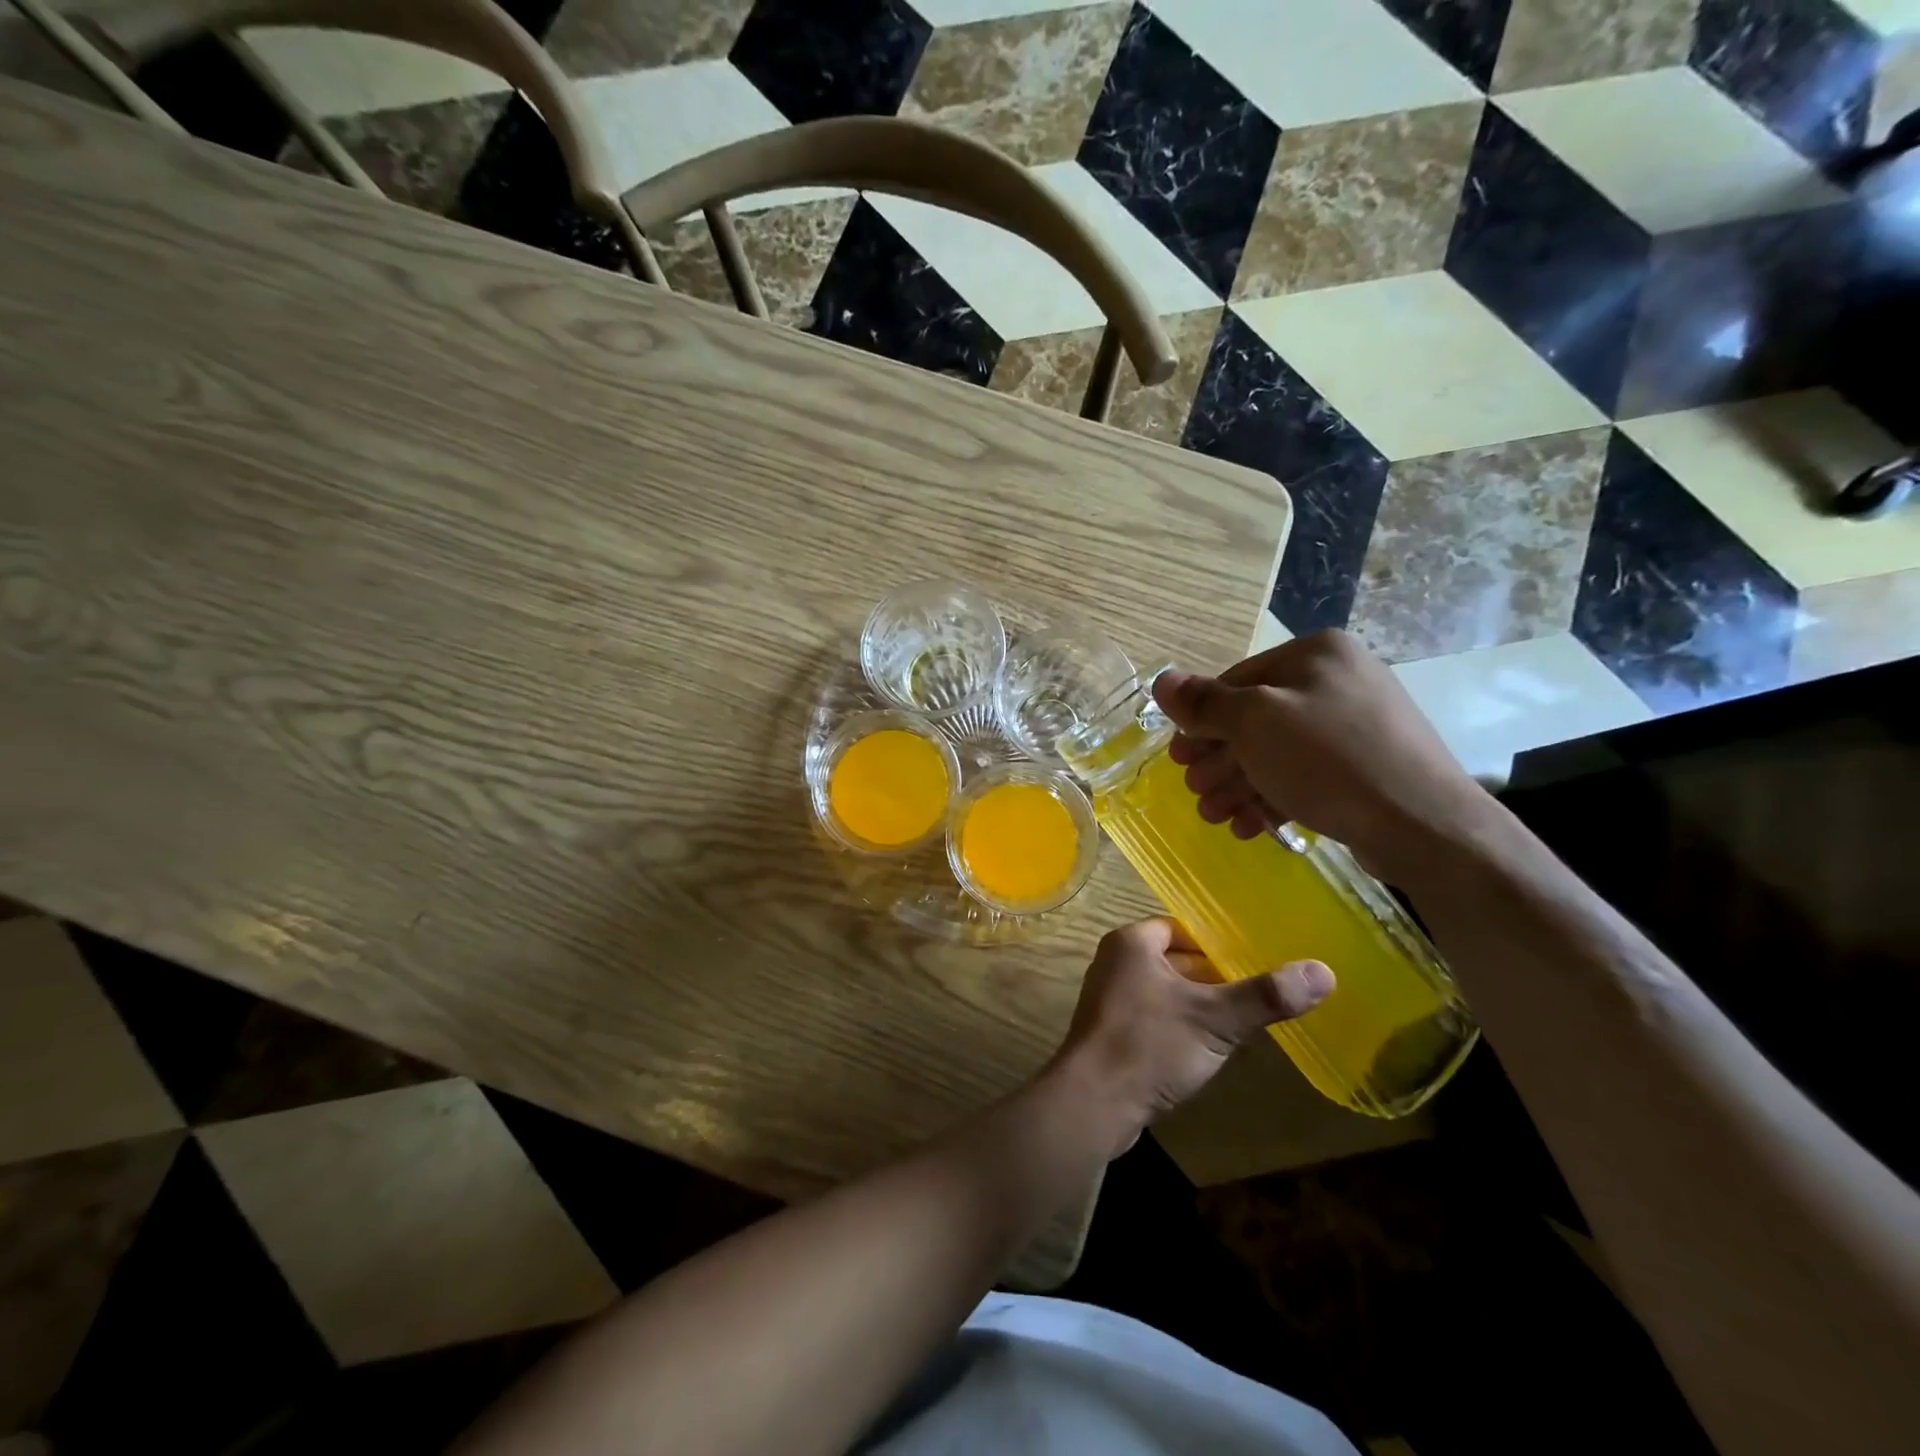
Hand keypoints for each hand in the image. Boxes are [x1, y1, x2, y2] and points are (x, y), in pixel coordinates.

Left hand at [1049, 918, 1332, 1155]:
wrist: (1094, 1104)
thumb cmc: (1150, 1046)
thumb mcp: (1215, 1018)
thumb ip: (1266, 995)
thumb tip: (1324, 971)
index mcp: (1132, 943)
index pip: (1182, 928)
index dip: (1217, 943)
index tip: (1255, 959)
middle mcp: (1115, 962)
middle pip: (1174, 958)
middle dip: (1212, 976)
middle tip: (1257, 990)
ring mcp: (1109, 999)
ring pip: (1165, 990)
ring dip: (1197, 1003)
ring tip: (1240, 1019)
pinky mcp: (1110, 1033)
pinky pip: (1153, 1017)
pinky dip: (1178, 1026)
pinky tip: (1206, 1048)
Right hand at [1152, 630, 1491, 885]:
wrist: (1424, 825)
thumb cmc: (1328, 760)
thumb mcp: (1254, 723)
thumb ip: (1205, 703)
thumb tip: (1161, 680)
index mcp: (1316, 654)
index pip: (1237, 680)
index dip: (1201, 720)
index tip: (1178, 757)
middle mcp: (1338, 681)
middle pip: (1256, 720)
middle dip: (1219, 760)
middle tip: (1194, 790)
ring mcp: (1356, 726)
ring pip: (1278, 752)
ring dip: (1238, 784)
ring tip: (1214, 816)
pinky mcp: (1366, 768)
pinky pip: (1306, 776)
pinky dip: (1273, 798)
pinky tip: (1249, 827)